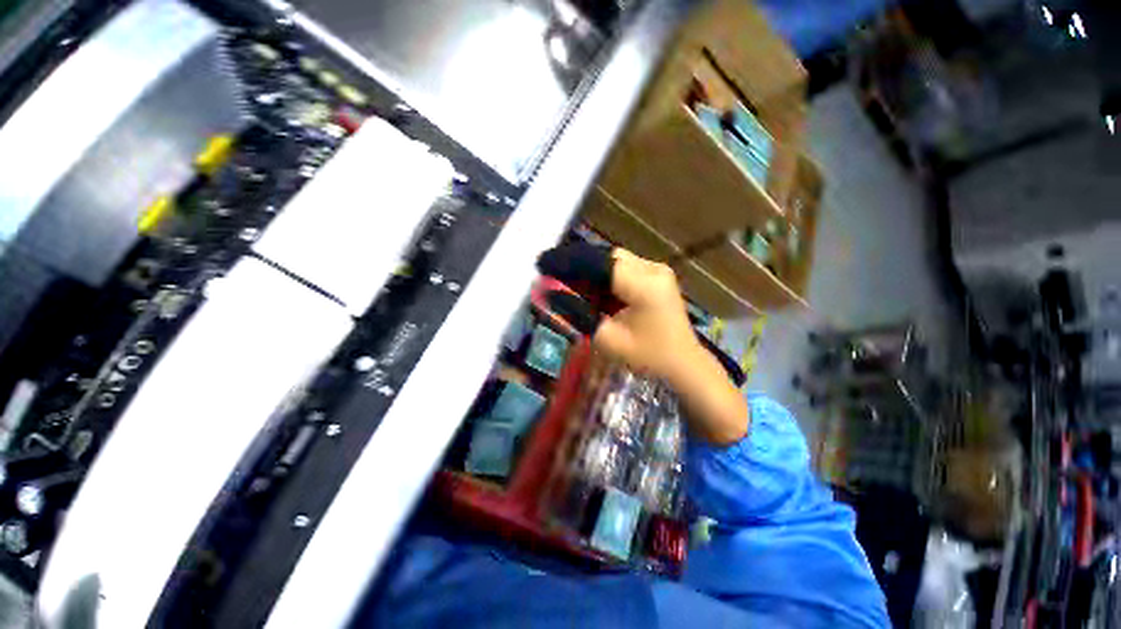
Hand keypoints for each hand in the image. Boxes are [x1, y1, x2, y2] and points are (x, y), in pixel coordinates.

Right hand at [538, 245, 748, 445]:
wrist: (684, 364)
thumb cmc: (648, 357)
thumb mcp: (607, 338)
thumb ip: (578, 313)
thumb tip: (551, 292)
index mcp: (643, 284)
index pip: (598, 263)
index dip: (569, 262)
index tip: (543, 264)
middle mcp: (652, 269)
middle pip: (607, 257)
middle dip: (580, 265)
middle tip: (555, 276)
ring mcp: (657, 271)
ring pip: (614, 261)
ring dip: (592, 270)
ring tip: (571, 283)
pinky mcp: (657, 277)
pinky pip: (624, 269)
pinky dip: (606, 277)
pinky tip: (594, 290)